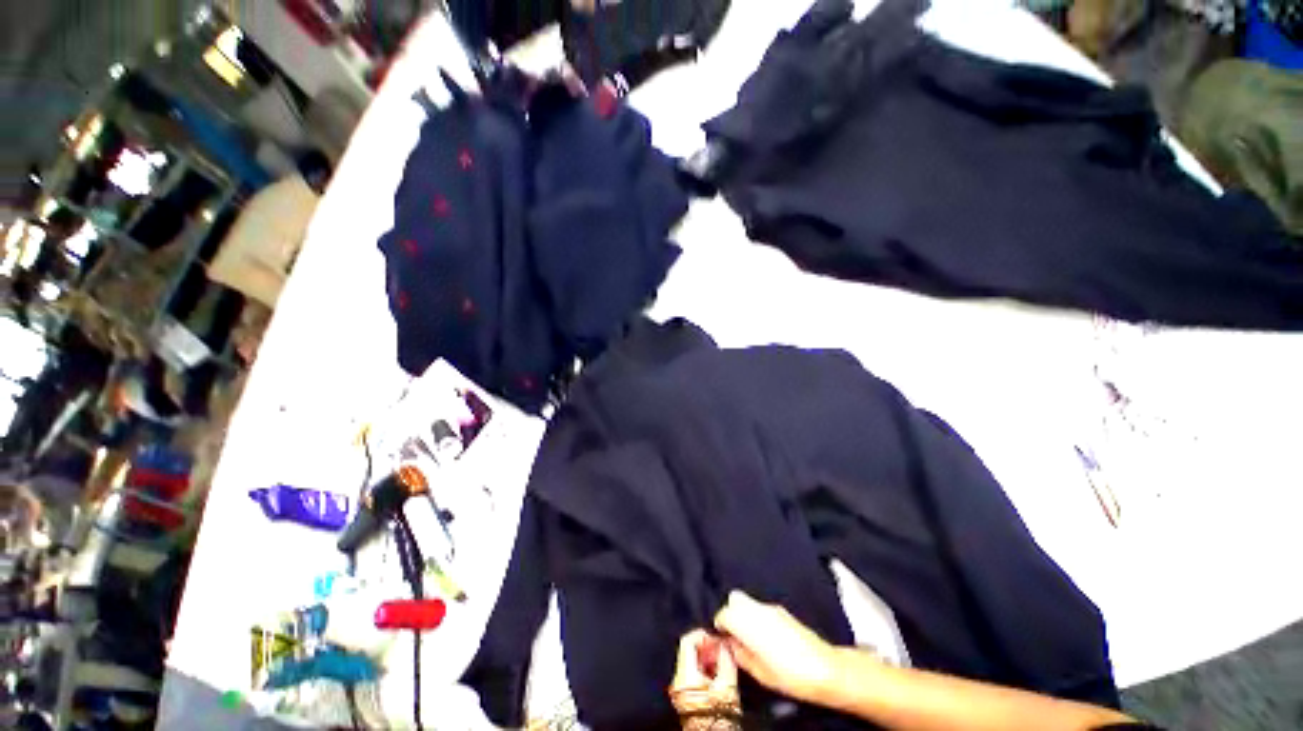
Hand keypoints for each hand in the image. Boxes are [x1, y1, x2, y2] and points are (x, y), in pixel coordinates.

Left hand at [670, 629, 739, 718]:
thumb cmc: (719, 719)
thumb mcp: (726, 685)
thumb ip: (726, 659)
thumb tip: (726, 643)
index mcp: (685, 675)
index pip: (687, 640)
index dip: (703, 635)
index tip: (715, 637)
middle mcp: (678, 680)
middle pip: (689, 650)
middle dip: (707, 647)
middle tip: (722, 649)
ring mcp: (680, 688)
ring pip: (692, 661)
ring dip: (708, 657)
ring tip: (722, 662)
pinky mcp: (685, 695)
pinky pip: (693, 673)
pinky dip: (705, 669)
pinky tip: (717, 674)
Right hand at [713, 591, 843, 703]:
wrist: (824, 668)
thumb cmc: (788, 675)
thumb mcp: (758, 672)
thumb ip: (740, 654)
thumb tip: (730, 645)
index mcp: (746, 622)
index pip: (723, 613)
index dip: (720, 626)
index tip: (723, 640)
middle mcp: (756, 609)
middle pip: (734, 599)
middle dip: (731, 613)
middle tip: (735, 634)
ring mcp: (770, 607)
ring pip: (748, 602)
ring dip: (745, 614)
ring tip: (751, 637)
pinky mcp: (783, 611)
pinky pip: (761, 608)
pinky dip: (757, 617)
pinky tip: (767, 636)